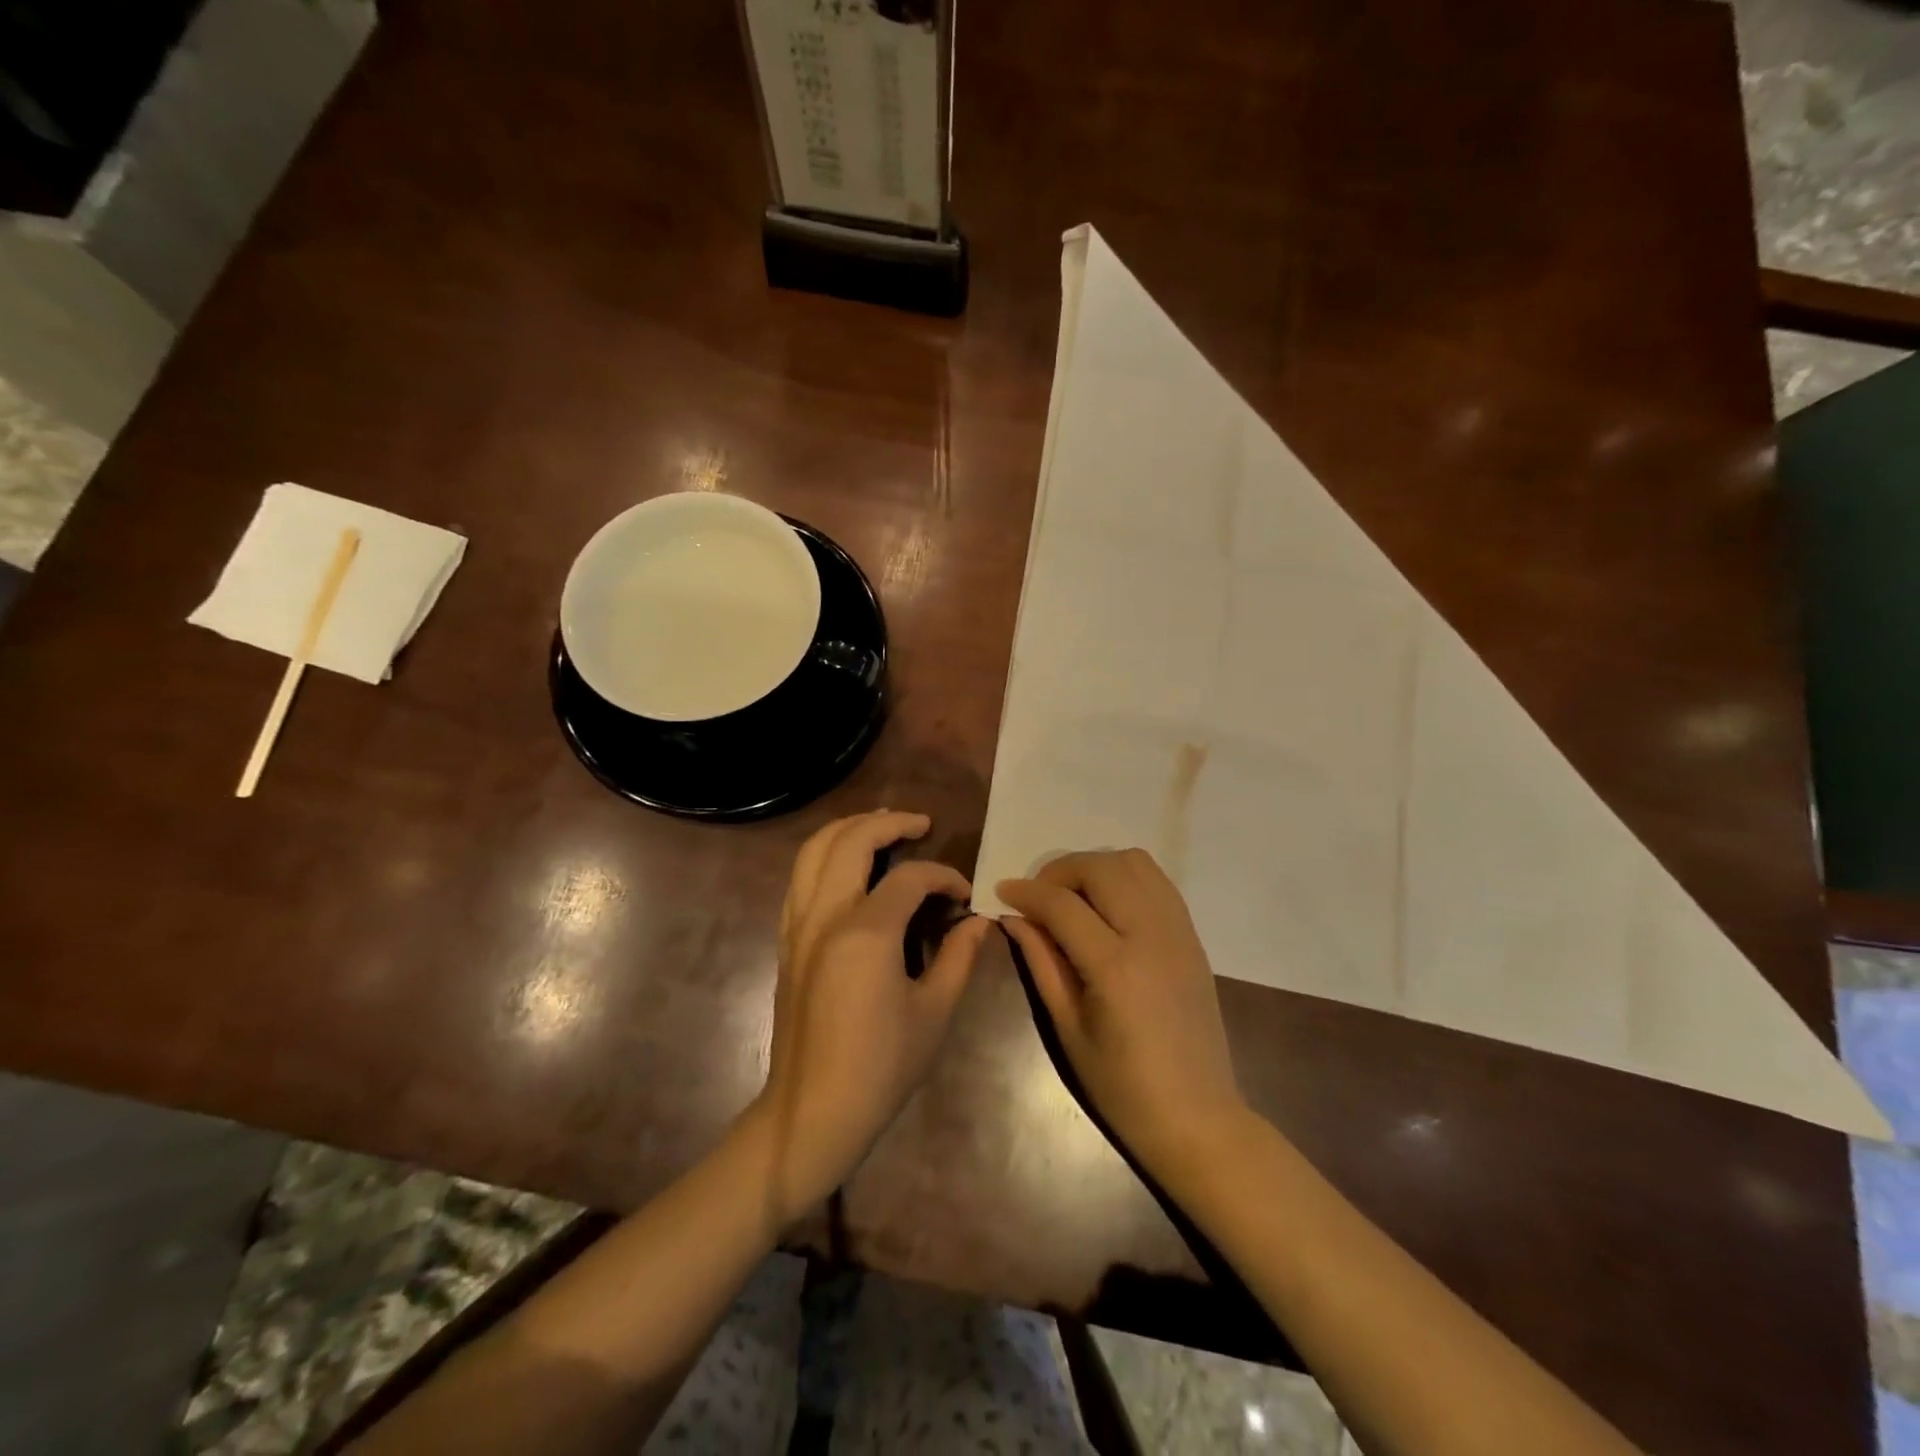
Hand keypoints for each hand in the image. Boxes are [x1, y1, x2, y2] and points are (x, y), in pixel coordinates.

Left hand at [753, 810, 991, 1224]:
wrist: (812, 1111)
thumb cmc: (881, 1067)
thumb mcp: (934, 1013)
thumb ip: (958, 958)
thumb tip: (981, 923)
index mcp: (866, 933)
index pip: (910, 877)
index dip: (943, 877)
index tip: (964, 896)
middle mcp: (825, 915)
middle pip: (851, 840)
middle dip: (889, 823)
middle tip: (920, 824)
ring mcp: (798, 925)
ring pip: (814, 849)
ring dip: (848, 828)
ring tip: (880, 827)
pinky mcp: (786, 940)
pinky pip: (800, 877)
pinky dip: (824, 855)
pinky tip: (847, 867)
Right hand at [998, 849, 1246, 1177]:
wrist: (1197, 1117)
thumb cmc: (1122, 1087)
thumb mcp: (1068, 1029)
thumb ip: (1042, 963)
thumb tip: (1014, 918)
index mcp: (1116, 967)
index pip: (1063, 905)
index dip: (1026, 892)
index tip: (1003, 891)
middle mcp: (1152, 936)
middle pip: (1101, 868)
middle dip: (1060, 871)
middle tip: (1039, 896)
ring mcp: (1178, 932)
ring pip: (1134, 863)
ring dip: (1096, 867)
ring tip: (1074, 896)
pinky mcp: (1193, 936)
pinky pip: (1158, 882)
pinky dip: (1126, 877)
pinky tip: (1108, 904)